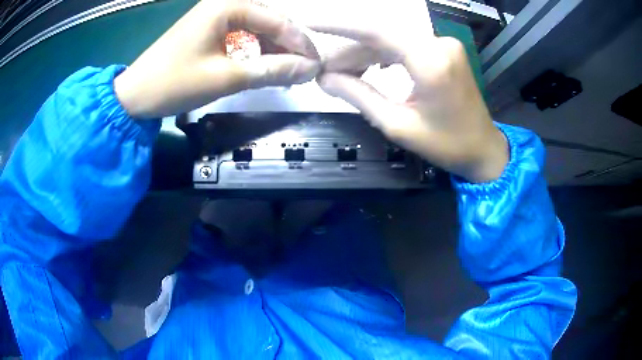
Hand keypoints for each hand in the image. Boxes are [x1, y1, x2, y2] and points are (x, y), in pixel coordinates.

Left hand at [114, 0, 320, 118]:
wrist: (135, 95)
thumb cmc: (174, 83)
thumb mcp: (226, 78)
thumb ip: (271, 71)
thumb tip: (309, 70)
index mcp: (228, 6)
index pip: (278, 21)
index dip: (300, 45)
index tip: (316, 67)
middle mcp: (224, 3)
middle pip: (270, 19)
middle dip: (288, 45)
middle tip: (303, 70)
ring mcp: (215, 14)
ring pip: (257, 26)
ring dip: (273, 48)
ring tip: (286, 71)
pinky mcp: (208, 27)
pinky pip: (242, 33)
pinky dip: (255, 49)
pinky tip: (263, 64)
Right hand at [311, 4, 507, 182]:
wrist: (483, 149)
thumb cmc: (446, 145)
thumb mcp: (397, 124)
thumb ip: (358, 96)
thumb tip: (323, 79)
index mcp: (430, 61)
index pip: (376, 31)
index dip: (339, 25)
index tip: (309, 23)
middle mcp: (439, 44)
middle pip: (383, 37)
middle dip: (350, 52)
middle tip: (324, 70)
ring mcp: (444, 45)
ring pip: (393, 41)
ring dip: (366, 55)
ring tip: (340, 73)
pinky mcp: (445, 51)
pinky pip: (407, 46)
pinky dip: (385, 56)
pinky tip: (368, 69)